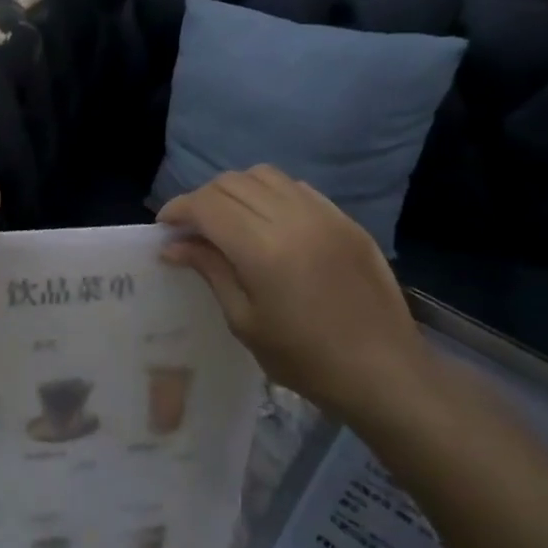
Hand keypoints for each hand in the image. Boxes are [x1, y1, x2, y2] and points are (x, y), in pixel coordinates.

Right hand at [157, 166, 431, 424]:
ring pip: (265, 175)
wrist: (383, 371)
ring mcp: (324, 215)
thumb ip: (210, 271)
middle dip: (202, 199)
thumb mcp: (244, 321)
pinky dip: (270, 193)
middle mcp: (293, 219)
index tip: (164, 229)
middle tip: (191, 229)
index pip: (207, 205)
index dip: (177, 210)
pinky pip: (297, 188)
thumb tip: (174, 245)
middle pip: (232, 183)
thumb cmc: (304, 358)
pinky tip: (267, 222)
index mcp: (263, 249)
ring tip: (227, 221)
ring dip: (235, 191)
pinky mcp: (345, 220)